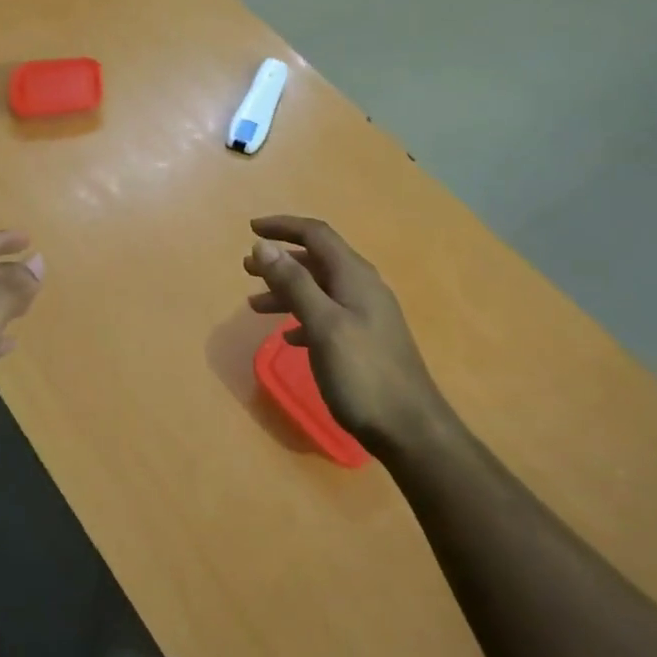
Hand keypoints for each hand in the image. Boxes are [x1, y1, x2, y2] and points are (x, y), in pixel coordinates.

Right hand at [243, 215, 453, 453]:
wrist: (410, 430)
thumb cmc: (363, 374)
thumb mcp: (323, 324)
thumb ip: (294, 283)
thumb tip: (263, 245)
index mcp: (354, 276)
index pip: (316, 234)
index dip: (283, 226)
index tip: (250, 228)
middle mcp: (362, 288)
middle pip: (316, 260)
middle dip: (280, 260)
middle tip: (246, 269)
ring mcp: (366, 315)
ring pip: (319, 289)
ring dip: (286, 290)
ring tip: (254, 304)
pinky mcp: (364, 340)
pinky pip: (327, 315)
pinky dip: (302, 317)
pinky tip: (288, 336)